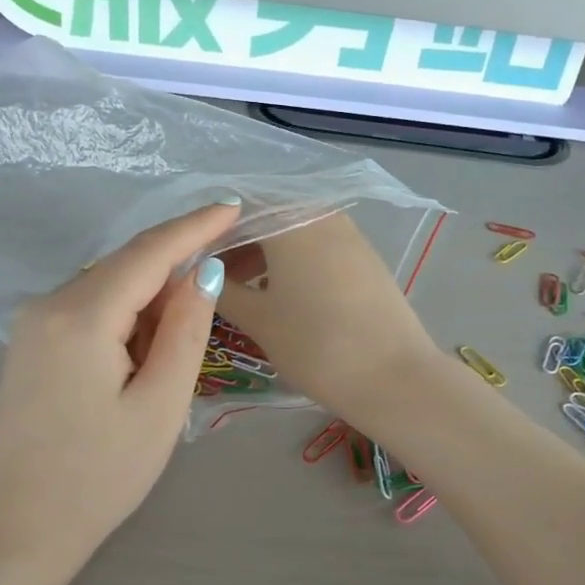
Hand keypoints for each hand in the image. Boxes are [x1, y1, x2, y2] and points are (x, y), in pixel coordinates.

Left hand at [0, 200, 237, 563]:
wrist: (22, 527)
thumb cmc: (102, 476)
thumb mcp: (161, 405)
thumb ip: (185, 331)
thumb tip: (203, 272)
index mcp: (80, 316)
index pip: (148, 253)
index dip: (194, 228)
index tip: (233, 206)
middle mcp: (46, 304)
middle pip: (124, 266)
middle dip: (174, 267)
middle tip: (223, 278)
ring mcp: (30, 324)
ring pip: (106, 287)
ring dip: (150, 299)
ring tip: (181, 343)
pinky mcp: (28, 344)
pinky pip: (87, 310)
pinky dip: (123, 317)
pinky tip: (142, 352)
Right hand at [216, 212, 443, 424]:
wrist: (393, 377)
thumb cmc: (315, 344)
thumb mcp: (258, 319)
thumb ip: (222, 289)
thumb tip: (200, 272)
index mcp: (290, 219)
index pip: (236, 207)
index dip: (209, 232)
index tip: (191, 261)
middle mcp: (322, 215)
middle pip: (267, 216)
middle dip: (236, 243)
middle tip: (214, 279)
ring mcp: (350, 235)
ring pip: (293, 232)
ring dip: (263, 254)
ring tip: (243, 292)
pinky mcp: (366, 259)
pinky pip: (317, 247)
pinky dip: (292, 263)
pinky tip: (281, 296)